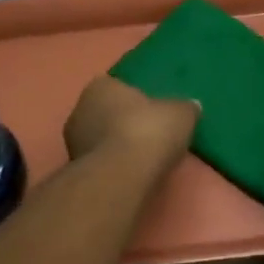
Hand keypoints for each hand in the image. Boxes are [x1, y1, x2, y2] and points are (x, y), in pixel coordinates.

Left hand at [64, 76, 198, 178]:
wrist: (120, 177)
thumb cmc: (148, 132)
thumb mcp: (181, 114)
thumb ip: (184, 108)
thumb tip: (190, 107)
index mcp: (100, 86)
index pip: (116, 86)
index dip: (134, 98)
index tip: (151, 110)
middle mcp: (79, 109)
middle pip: (105, 113)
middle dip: (122, 122)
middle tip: (148, 133)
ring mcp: (72, 143)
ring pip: (99, 139)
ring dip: (115, 146)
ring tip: (141, 158)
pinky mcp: (75, 171)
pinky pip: (99, 162)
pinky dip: (112, 166)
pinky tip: (130, 174)